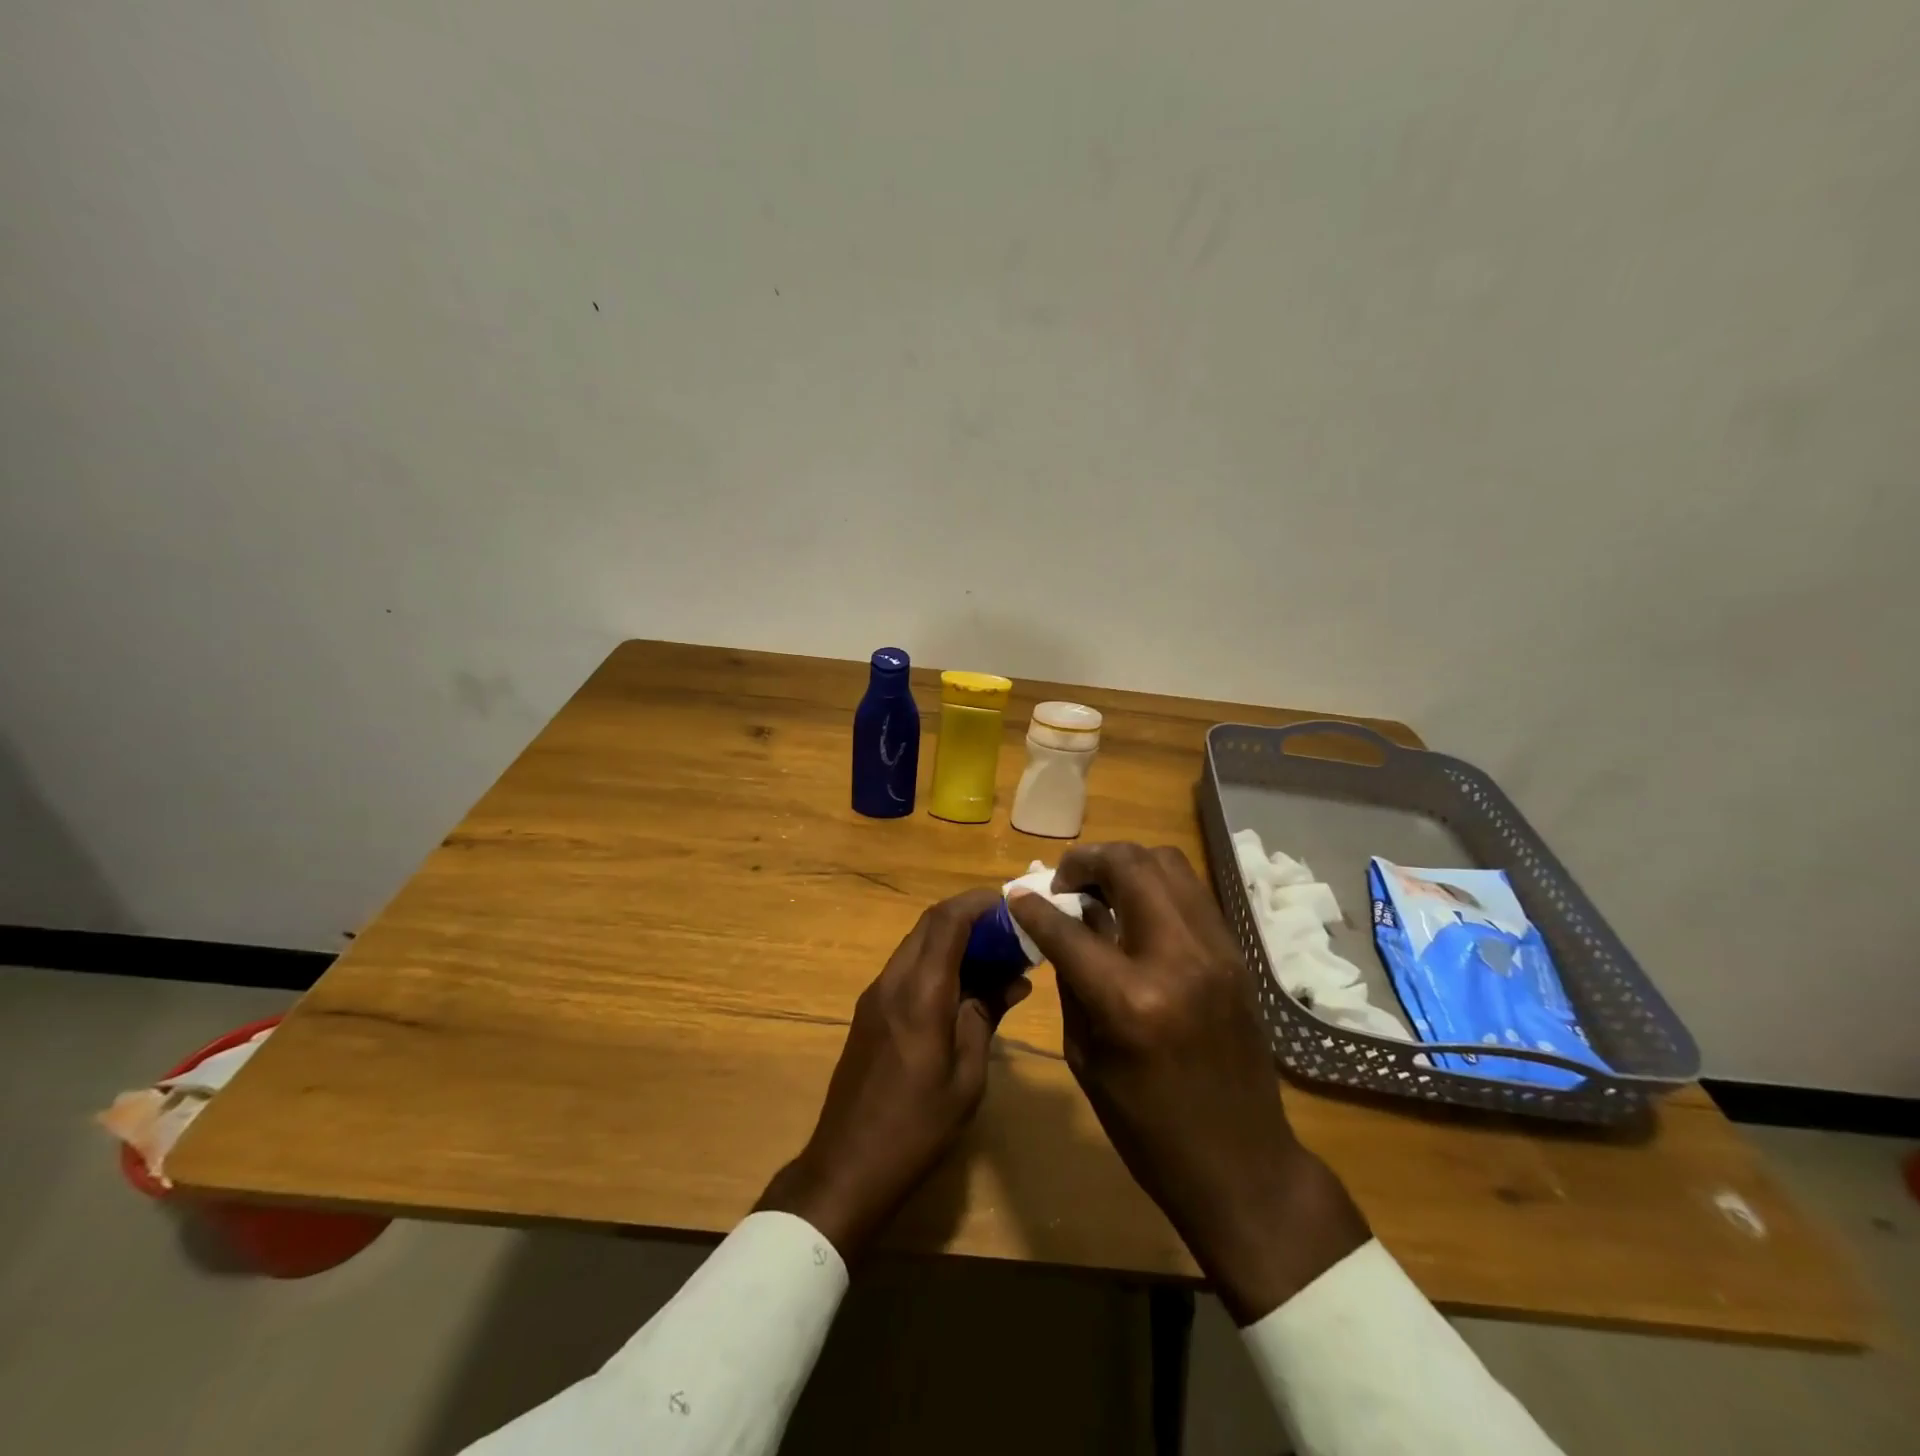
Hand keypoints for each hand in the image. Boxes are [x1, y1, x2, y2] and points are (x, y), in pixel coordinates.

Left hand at [757, 887, 1027, 1257]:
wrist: (847, 1166)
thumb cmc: (917, 1127)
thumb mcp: (966, 1076)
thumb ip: (986, 1016)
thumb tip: (1014, 978)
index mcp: (919, 994)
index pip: (947, 921)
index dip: (979, 903)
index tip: (1012, 903)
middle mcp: (892, 981)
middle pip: (929, 924)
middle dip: (970, 915)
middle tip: (1010, 929)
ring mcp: (875, 994)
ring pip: (917, 943)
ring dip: (953, 938)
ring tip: (995, 955)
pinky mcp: (869, 1011)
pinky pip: (907, 967)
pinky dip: (937, 961)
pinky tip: (964, 985)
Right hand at [1009, 843, 1367, 1323]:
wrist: (1242, 1164)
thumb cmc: (1148, 1128)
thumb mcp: (1086, 1057)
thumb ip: (1072, 979)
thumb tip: (1062, 924)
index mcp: (1131, 1000)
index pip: (1069, 928)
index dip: (1034, 905)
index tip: (1017, 893)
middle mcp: (1178, 958)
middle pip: (1129, 866)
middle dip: (1086, 862)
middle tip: (1065, 882)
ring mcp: (1216, 949)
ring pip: (1166, 862)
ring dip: (1124, 863)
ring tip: (1100, 887)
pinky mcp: (1235, 953)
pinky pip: (1190, 890)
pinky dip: (1155, 884)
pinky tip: (1136, 909)